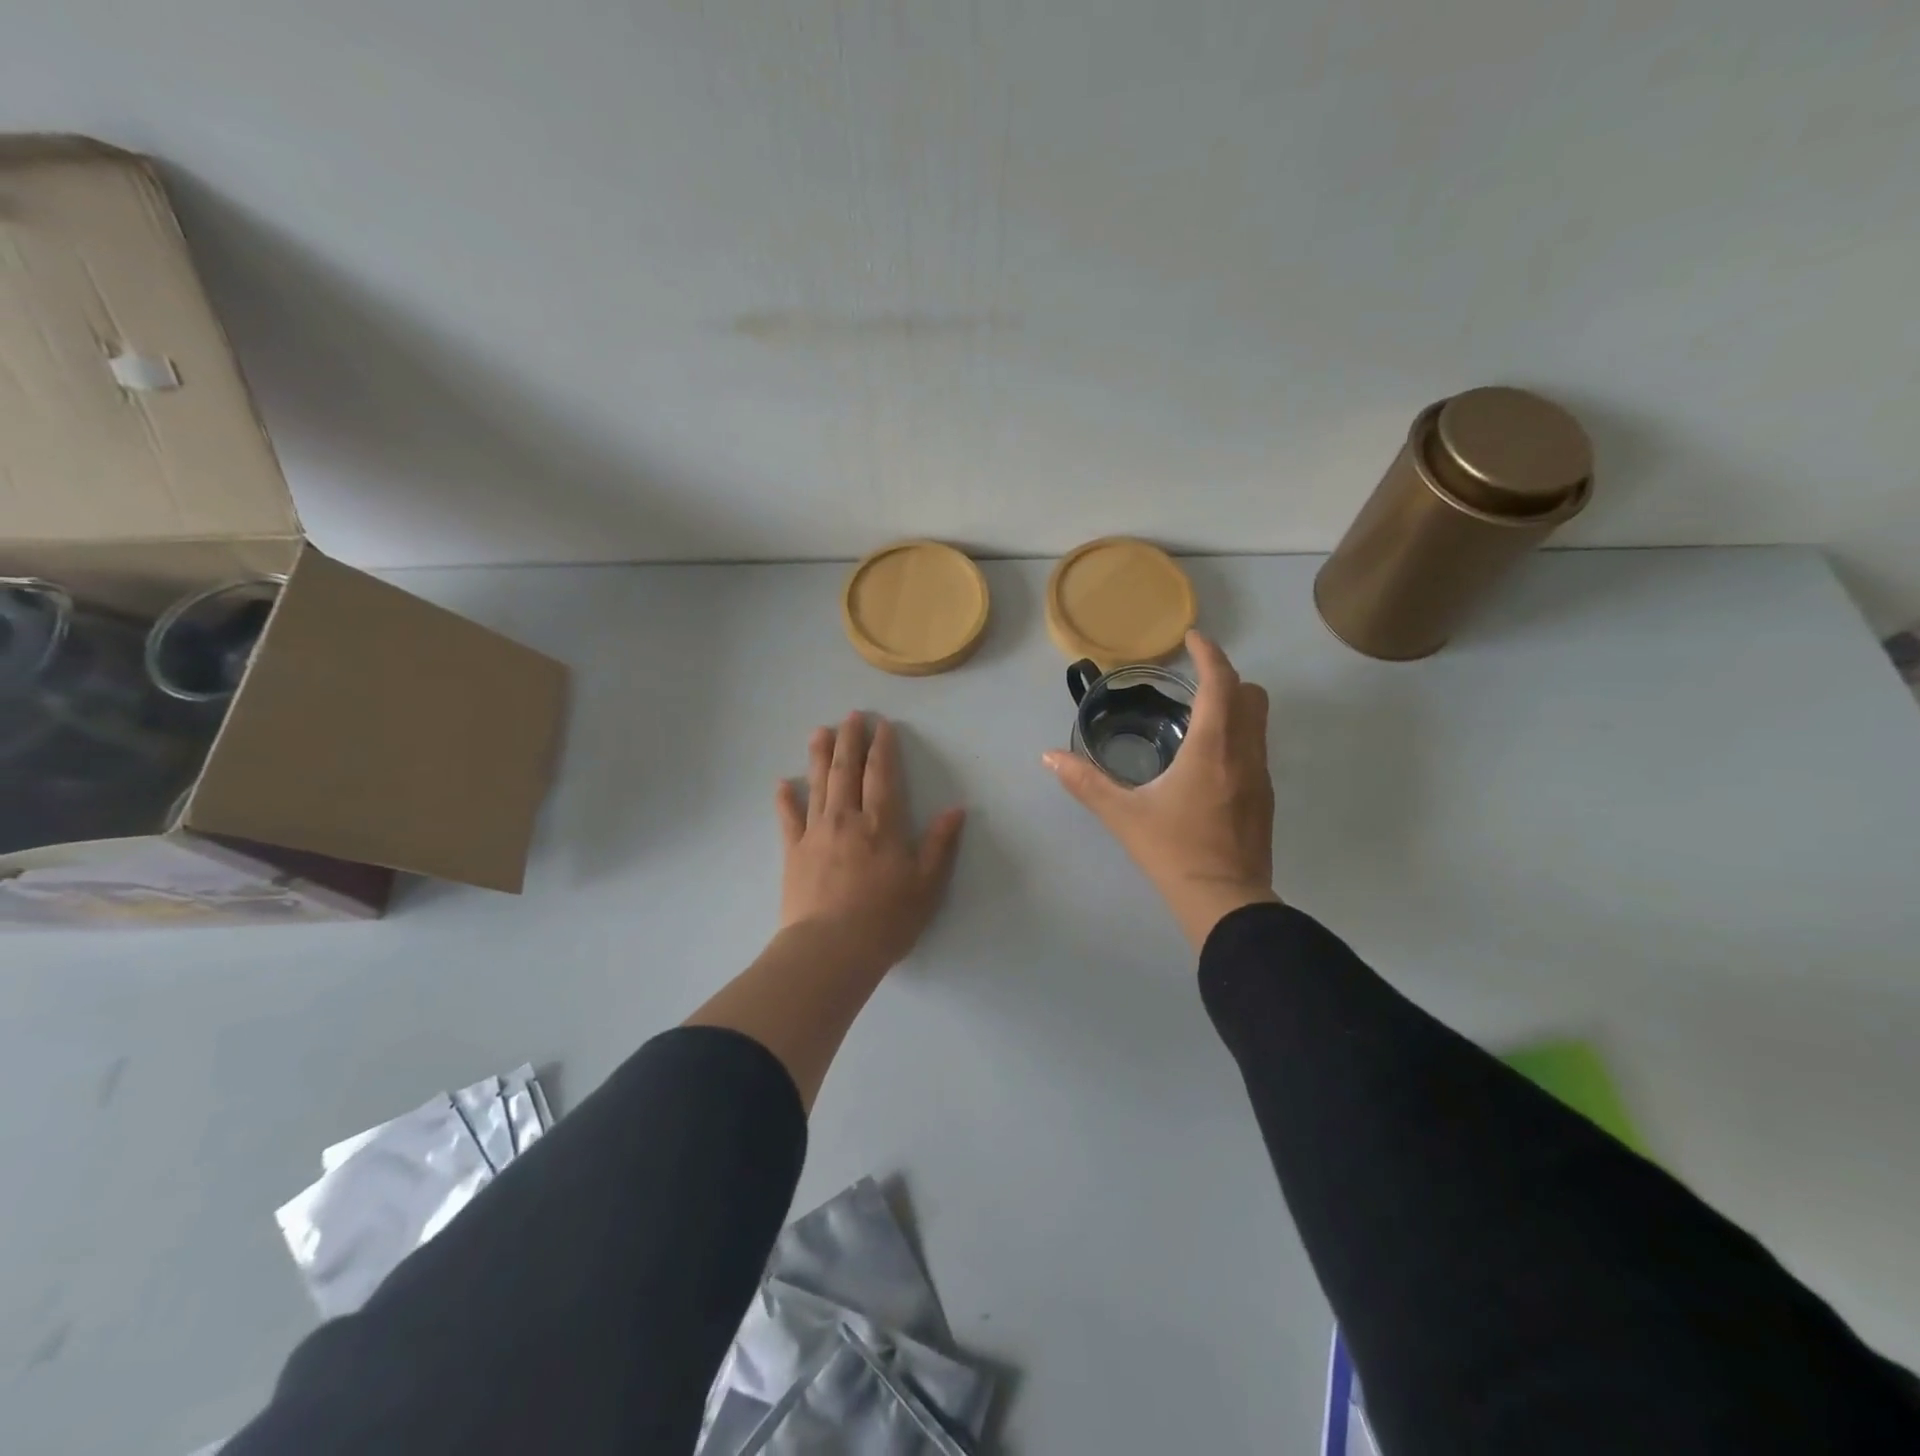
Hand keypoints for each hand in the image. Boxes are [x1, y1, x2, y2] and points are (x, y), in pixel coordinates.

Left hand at [775, 713, 966, 973]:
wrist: (830, 950)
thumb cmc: (885, 920)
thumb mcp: (926, 885)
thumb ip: (941, 845)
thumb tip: (956, 809)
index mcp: (881, 824)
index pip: (882, 775)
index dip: (882, 748)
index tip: (881, 726)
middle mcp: (847, 819)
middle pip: (846, 770)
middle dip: (849, 740)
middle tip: (850, 716)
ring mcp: (816, 834)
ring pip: (817, 785)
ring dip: (818, 756)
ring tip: (819, 731)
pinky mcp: (793, 853)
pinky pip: (788, 819)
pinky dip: (785, 799)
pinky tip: (781, 784)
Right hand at [1043, 631, 1279, 949]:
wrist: (1226, 902)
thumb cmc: (1173, 851)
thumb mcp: (1123, 815)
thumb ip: (1085, 782)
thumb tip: (1049, 757)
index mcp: (1212, 748)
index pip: (1220, 683)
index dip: (1209, 654)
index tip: (1193, 638)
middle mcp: (1244, 753)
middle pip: (1251, 694)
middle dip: (1226, 678)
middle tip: (1192, 683)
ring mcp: (1260, 776)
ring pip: (1259, 721)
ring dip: (1235, 706)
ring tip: (1197, 717)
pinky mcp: (1265, 798)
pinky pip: (1257, 748)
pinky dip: (1238, 735)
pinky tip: (1207, 760)